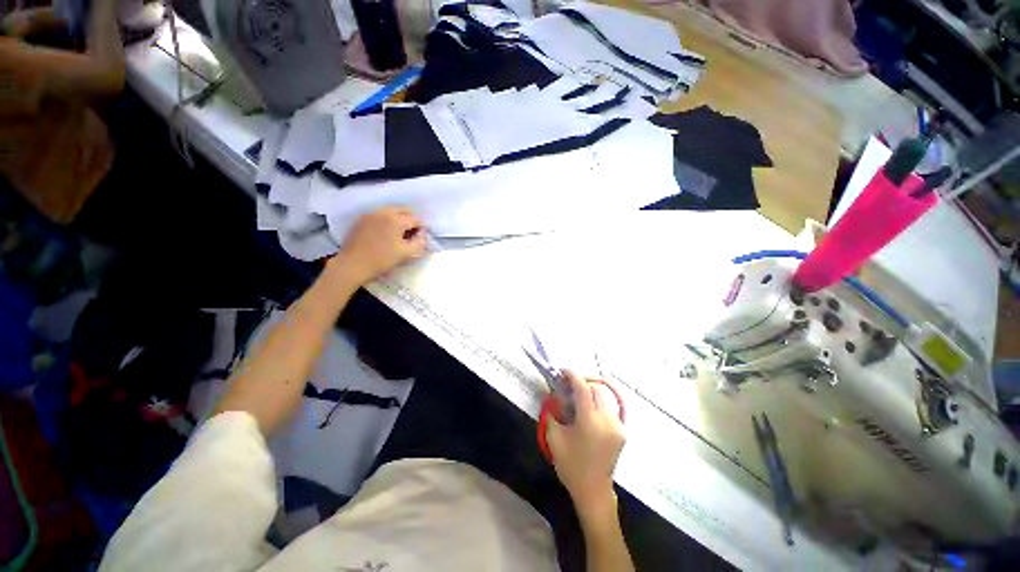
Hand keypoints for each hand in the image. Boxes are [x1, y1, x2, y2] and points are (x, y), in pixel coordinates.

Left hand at [332, 207, 427, 284]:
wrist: (353, 264)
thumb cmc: (382, 260)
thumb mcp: (407, 254)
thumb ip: (420, 242)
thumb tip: (422, 234)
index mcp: (397, 220)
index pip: (416, 219)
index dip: (422, 227)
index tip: (423, 236)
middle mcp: (384, 212)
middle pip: (404, 210)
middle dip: (411, 219)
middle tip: (413, 233)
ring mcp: (371, 214)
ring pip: (391, 211)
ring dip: (399, 218)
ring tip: (400, 233)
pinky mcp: (362, 219)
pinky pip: (380, 214)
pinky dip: (387, 220)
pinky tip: (386, 232)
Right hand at [546, 370, 624, 514]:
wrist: (593, 491)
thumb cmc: (571, 465)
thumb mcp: (554, 437)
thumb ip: (551, 412)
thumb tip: (548, 394)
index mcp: (590, 420)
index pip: (583, 388)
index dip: (572, 375)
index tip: (563, 370)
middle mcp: (607, 419)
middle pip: (597, 389)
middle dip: (583, 382)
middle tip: (569, 385)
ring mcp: (618, 426)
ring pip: (606, 397)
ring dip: (592, 392)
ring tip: (578, 397)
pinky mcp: (622, 432)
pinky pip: (610, 409)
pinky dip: (599, 403)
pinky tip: (589, 409)